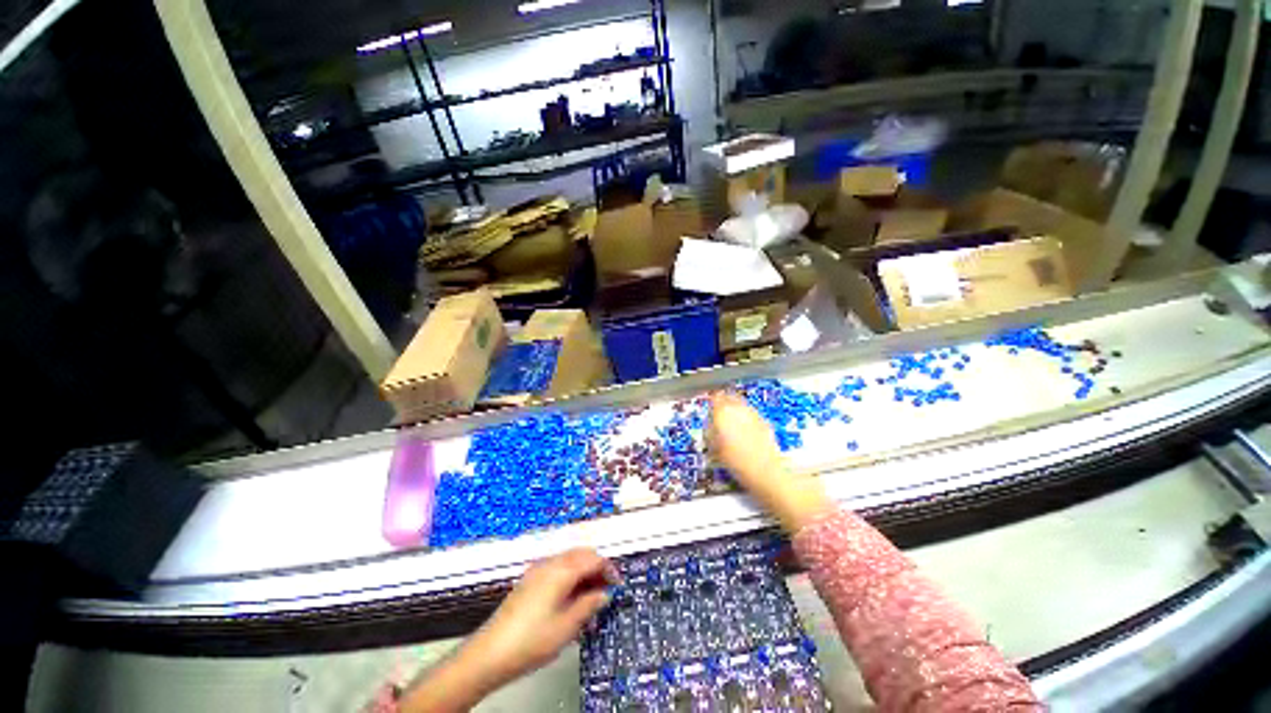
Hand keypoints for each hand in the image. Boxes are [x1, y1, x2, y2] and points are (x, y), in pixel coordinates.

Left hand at [398, 549, 616, 711]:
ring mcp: (537, 570)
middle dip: (597, 567)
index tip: (618, 585)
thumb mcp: (567, 627)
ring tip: (590, 596)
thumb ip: (589, 605)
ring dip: (583, 571)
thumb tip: (604, 594)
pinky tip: (570, 598)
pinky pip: (557, 568)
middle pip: (581, 554)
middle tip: (606, 590)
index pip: (593, 559)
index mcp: (561, 571)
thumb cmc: (532, 641)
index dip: (608, 569)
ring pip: (569, 560)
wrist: (490, 653)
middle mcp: (550, 563)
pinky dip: (570, 576)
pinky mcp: (529, 580)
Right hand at [707, 391, 833, 531]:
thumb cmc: (736, 462)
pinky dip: (746, 418)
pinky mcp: (764, 421)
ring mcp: (753, 413)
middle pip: (728, 397)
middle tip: (718, 416)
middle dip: (723, 404)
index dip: (711, 402)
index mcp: (723, 412)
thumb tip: (710, 424)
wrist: (765, 473)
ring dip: (735, 410)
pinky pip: (750, 414)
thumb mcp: (713, 447)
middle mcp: (739, 408)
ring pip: (740, 405)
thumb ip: (709, 430)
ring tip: (731, 425)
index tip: (709, 409)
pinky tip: (744, 432)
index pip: (714, 397)